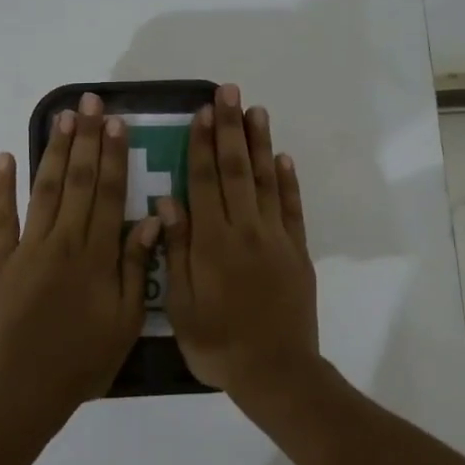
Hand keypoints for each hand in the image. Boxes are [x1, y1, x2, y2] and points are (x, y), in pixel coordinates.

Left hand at [0, 92, 162, 413]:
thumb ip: (137, 265)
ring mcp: (27, 246)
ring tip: (63, 116)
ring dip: (55, 150)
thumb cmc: (84, 358)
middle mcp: (64, 239)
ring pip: (45, 189)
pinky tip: (6, 156)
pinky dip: (2, 186)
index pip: (110, 193)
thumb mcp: (126, 319)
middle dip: (86, 138)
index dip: (114, 155)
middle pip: (79, 180)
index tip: (117, 122)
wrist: (25, 387)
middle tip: (91, 101)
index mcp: (97, 254)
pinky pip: (1, 216)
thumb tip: (150, 216)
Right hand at [157, 84, 320, 404]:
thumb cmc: (218, 343)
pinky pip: (292, 208)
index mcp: (212, 242)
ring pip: (266, 181)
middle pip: (236, 170)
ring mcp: (275, 238)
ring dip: (260, 143)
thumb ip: (176, 250)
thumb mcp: (182, 305)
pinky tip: (283, 157)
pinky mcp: (297, 251)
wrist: (276, 372)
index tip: (201, 112)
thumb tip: (166, 202)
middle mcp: (245, 230)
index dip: (201, 145)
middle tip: (229, 92)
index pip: (204, 182)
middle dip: (230, 128)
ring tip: (255, 110)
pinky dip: (288, 181)